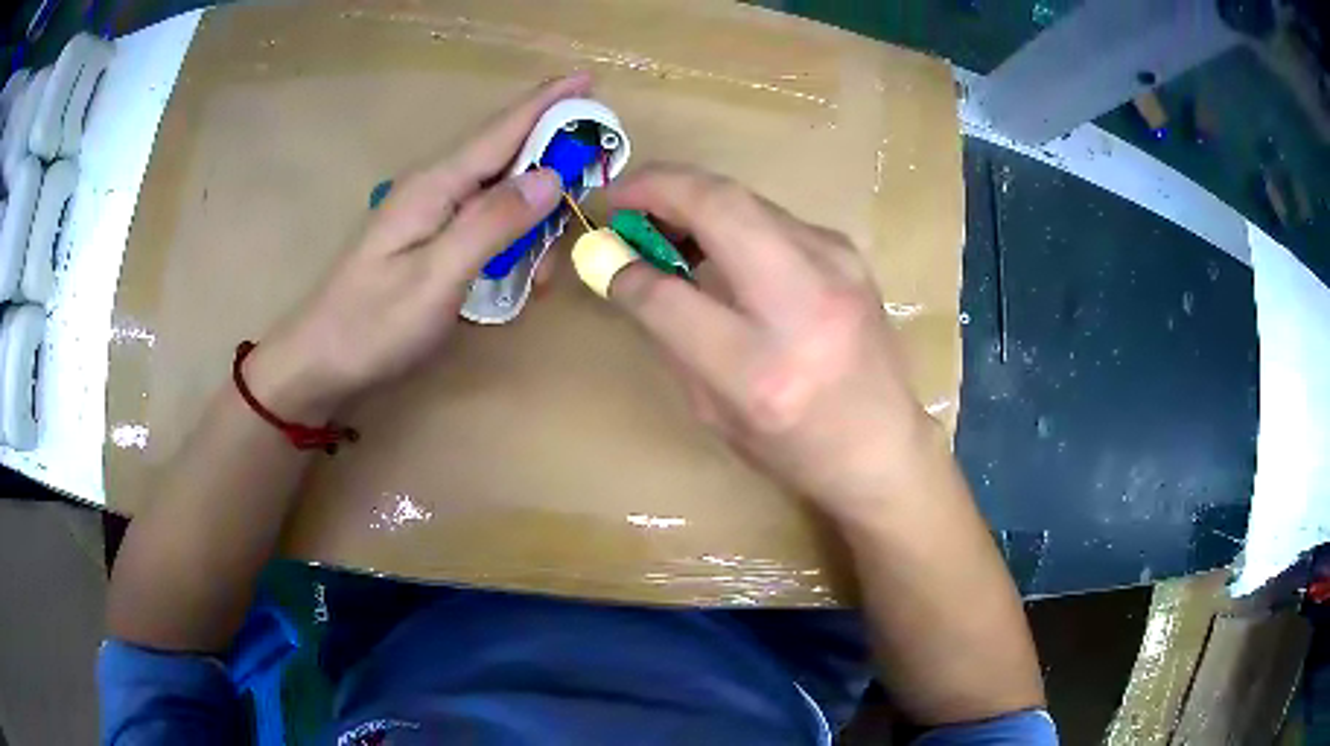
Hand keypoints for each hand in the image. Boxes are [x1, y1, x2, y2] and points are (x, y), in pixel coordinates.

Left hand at [246, 73, 592, 419]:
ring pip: (499, 192)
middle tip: (594, 174)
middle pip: (505, 155)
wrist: (320, 362)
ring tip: (546, 268)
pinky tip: (521, 272)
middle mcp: (435, 188)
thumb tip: (551, 177)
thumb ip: (492, 224)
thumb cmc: (371, 325)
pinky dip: (512, 238)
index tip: (590, 78)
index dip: (547, 103)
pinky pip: (484, 221)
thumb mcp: (436, 278)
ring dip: (534, 216)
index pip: (502, 131)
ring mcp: (430, 214)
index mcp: (435, 186)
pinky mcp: (429, 239)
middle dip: (553, 156)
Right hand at [605, 164, 937, 519]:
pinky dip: (731, 216)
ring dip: (692, 197)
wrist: (884, 445)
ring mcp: (836, 265)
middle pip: (718, 206)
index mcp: (758, 370)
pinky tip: (716, 242)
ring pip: (745, 198)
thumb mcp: (713, 411)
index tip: (600, 250)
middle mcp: (803, 303)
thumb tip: (625, 270)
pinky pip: (772, 216)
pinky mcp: (848, 252)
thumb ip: (667, 334)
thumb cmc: (793, 446)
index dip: (623, 266)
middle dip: (656, 186)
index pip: (669, 296)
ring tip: (660, 219)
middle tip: (620, 197)